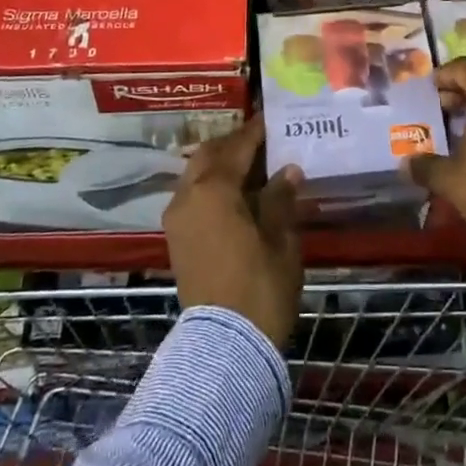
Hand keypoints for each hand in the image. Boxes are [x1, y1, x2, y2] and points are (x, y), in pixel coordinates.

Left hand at [163, 115, 303, 347]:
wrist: (224, 347)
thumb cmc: (259, 287)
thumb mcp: (280, 240)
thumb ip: (280, 199)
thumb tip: (288, 170)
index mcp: (213, 190)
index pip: (237, 146)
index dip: (256, 130)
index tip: (273, 117)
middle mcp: (188, 196)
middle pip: (209, 155)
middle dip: (234, 144)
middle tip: (264, 141)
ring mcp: (177, 219)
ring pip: (197, 175)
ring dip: (222, 165)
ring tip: (255, 167)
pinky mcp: (177, 240)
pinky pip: (193, 196)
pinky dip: (213, 186)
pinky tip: (239, 195)